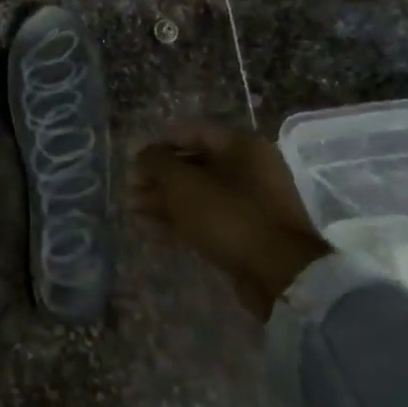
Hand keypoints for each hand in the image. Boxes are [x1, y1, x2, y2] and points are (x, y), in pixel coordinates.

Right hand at [130, 128, 328, 320]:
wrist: (278, 274)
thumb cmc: (228, 215)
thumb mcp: (183, 183)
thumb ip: (156, 163)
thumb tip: (142, 157)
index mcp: (241, 147)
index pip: (191, 132)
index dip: (159, 144)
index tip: (135, 161)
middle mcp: (248, 170)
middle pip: (193, 165)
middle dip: (158, 177)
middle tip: (129, 189)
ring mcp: (248, 203)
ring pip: (197, 194)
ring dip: (163, 200)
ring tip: (132, 210)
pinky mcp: (245, 233)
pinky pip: (206, 218)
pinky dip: (178, 221)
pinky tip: (149, 229)